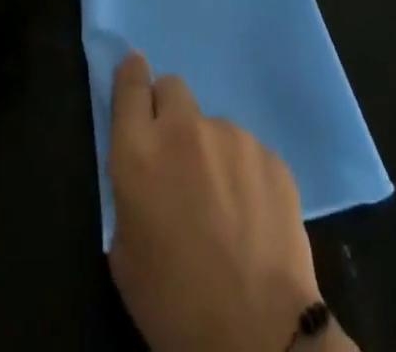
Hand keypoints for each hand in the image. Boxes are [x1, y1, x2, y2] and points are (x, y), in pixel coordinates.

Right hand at [108, 53, 332, 351]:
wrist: (260, 336)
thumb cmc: (176, 307)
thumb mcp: (125, 257)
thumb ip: (129, 197)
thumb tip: (144, 173)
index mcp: (139, 153)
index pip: (129, 85)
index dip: (130, 75)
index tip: (134, 71)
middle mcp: (184, 130)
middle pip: (172, 88)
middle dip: (169, 111)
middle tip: (176, 156)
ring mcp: (232, 136)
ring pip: (213, 125)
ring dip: (210, 150)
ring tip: (222, 205)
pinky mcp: (270, 154)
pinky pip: (247, 152)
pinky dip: (244, 174)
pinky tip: (251, 217)